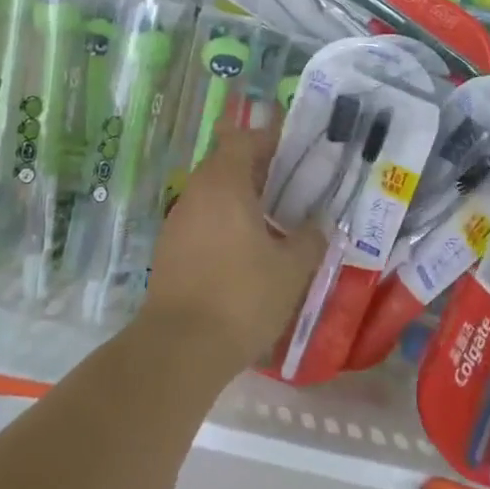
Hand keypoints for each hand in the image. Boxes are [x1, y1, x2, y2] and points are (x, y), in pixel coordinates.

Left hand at [140, 120, 324, 373]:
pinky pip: (200, 219)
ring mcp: (177, 221)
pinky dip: (222, 223)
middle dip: (257, 170)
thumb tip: (320, 223)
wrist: (179, 349)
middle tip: (289, 187)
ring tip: (272, 221)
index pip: (243, 139)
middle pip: (225, 163)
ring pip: (211, 193)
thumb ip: (310, 239)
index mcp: (224, 183)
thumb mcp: (291, 270)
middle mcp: (196, 192)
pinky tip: (244, 251)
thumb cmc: (242, 297)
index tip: (293, 153)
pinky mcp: (169, 250)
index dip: (268, 140)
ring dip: (239, 198)